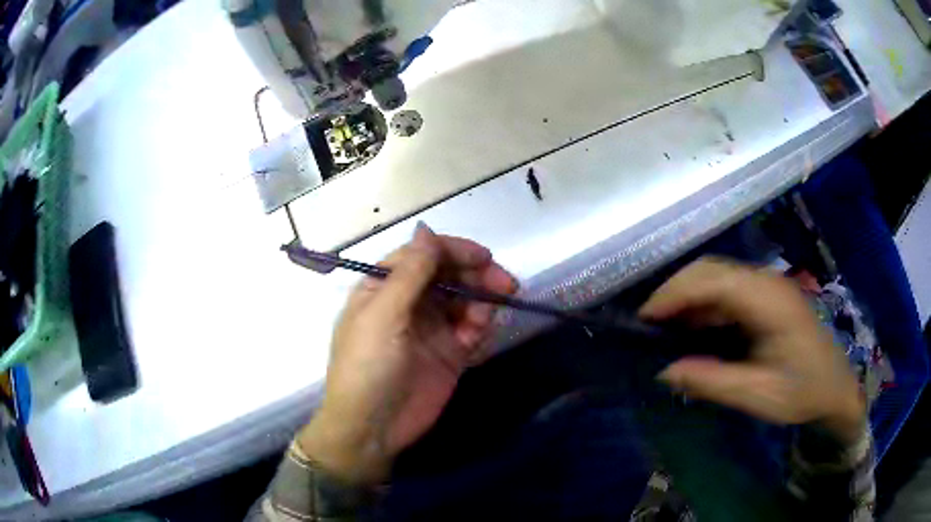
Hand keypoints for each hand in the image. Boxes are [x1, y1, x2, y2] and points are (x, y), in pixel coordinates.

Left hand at [298, 225, 516, 484]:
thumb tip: (427, 229)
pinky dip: (480, 327)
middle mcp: (408, 303)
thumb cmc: (368, 367)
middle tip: (505, 285)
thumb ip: (409, 274)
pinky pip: (471, 330)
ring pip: (464, 301)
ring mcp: (430, 329)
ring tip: (486, 317)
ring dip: (481, 302)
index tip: (485, 258)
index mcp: (384, 287)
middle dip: (476, 276)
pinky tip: (479, 336)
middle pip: (449, 276)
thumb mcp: (383, 317)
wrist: (372, 429)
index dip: (454, 251)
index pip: (423, 255)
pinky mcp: (448, 354)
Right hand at [639, 258, 865, 443]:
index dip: (673, 295)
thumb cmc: (803, 392)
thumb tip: (665, 371)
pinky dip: (704, 305)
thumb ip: (712, 382)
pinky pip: (727, 289)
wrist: (836, 387)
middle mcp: (766, 281)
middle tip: (648, 325)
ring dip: (688, 297)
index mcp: (768, 300)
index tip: (642, 320)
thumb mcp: (758, 395)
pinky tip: (695, 329)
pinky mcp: (767, 295)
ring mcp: (767, 285)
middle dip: (674, 292)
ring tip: (665, 329)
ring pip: (716, 276)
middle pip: (710, 269)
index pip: (711, 280)